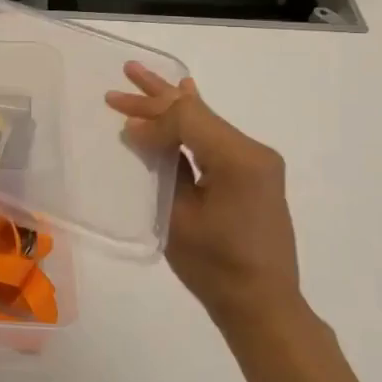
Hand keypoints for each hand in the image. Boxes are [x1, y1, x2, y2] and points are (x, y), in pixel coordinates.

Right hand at [107, 62, 302, 331]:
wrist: (263, 305)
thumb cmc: (215, 267)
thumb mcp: (178, 218)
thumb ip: (161, 166)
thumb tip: (139, 132)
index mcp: (239, 160)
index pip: (186, 118)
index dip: (150, 118)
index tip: (122, 131)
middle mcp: (253, 151)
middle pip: (196, 113)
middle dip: (155, 100)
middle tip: (118, 85)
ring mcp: (257, 161)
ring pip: (205, 120)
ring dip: (169, 105)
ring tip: (140, 76)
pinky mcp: (253, 173)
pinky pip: (215, 136)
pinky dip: (192, 120)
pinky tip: (185, 93)